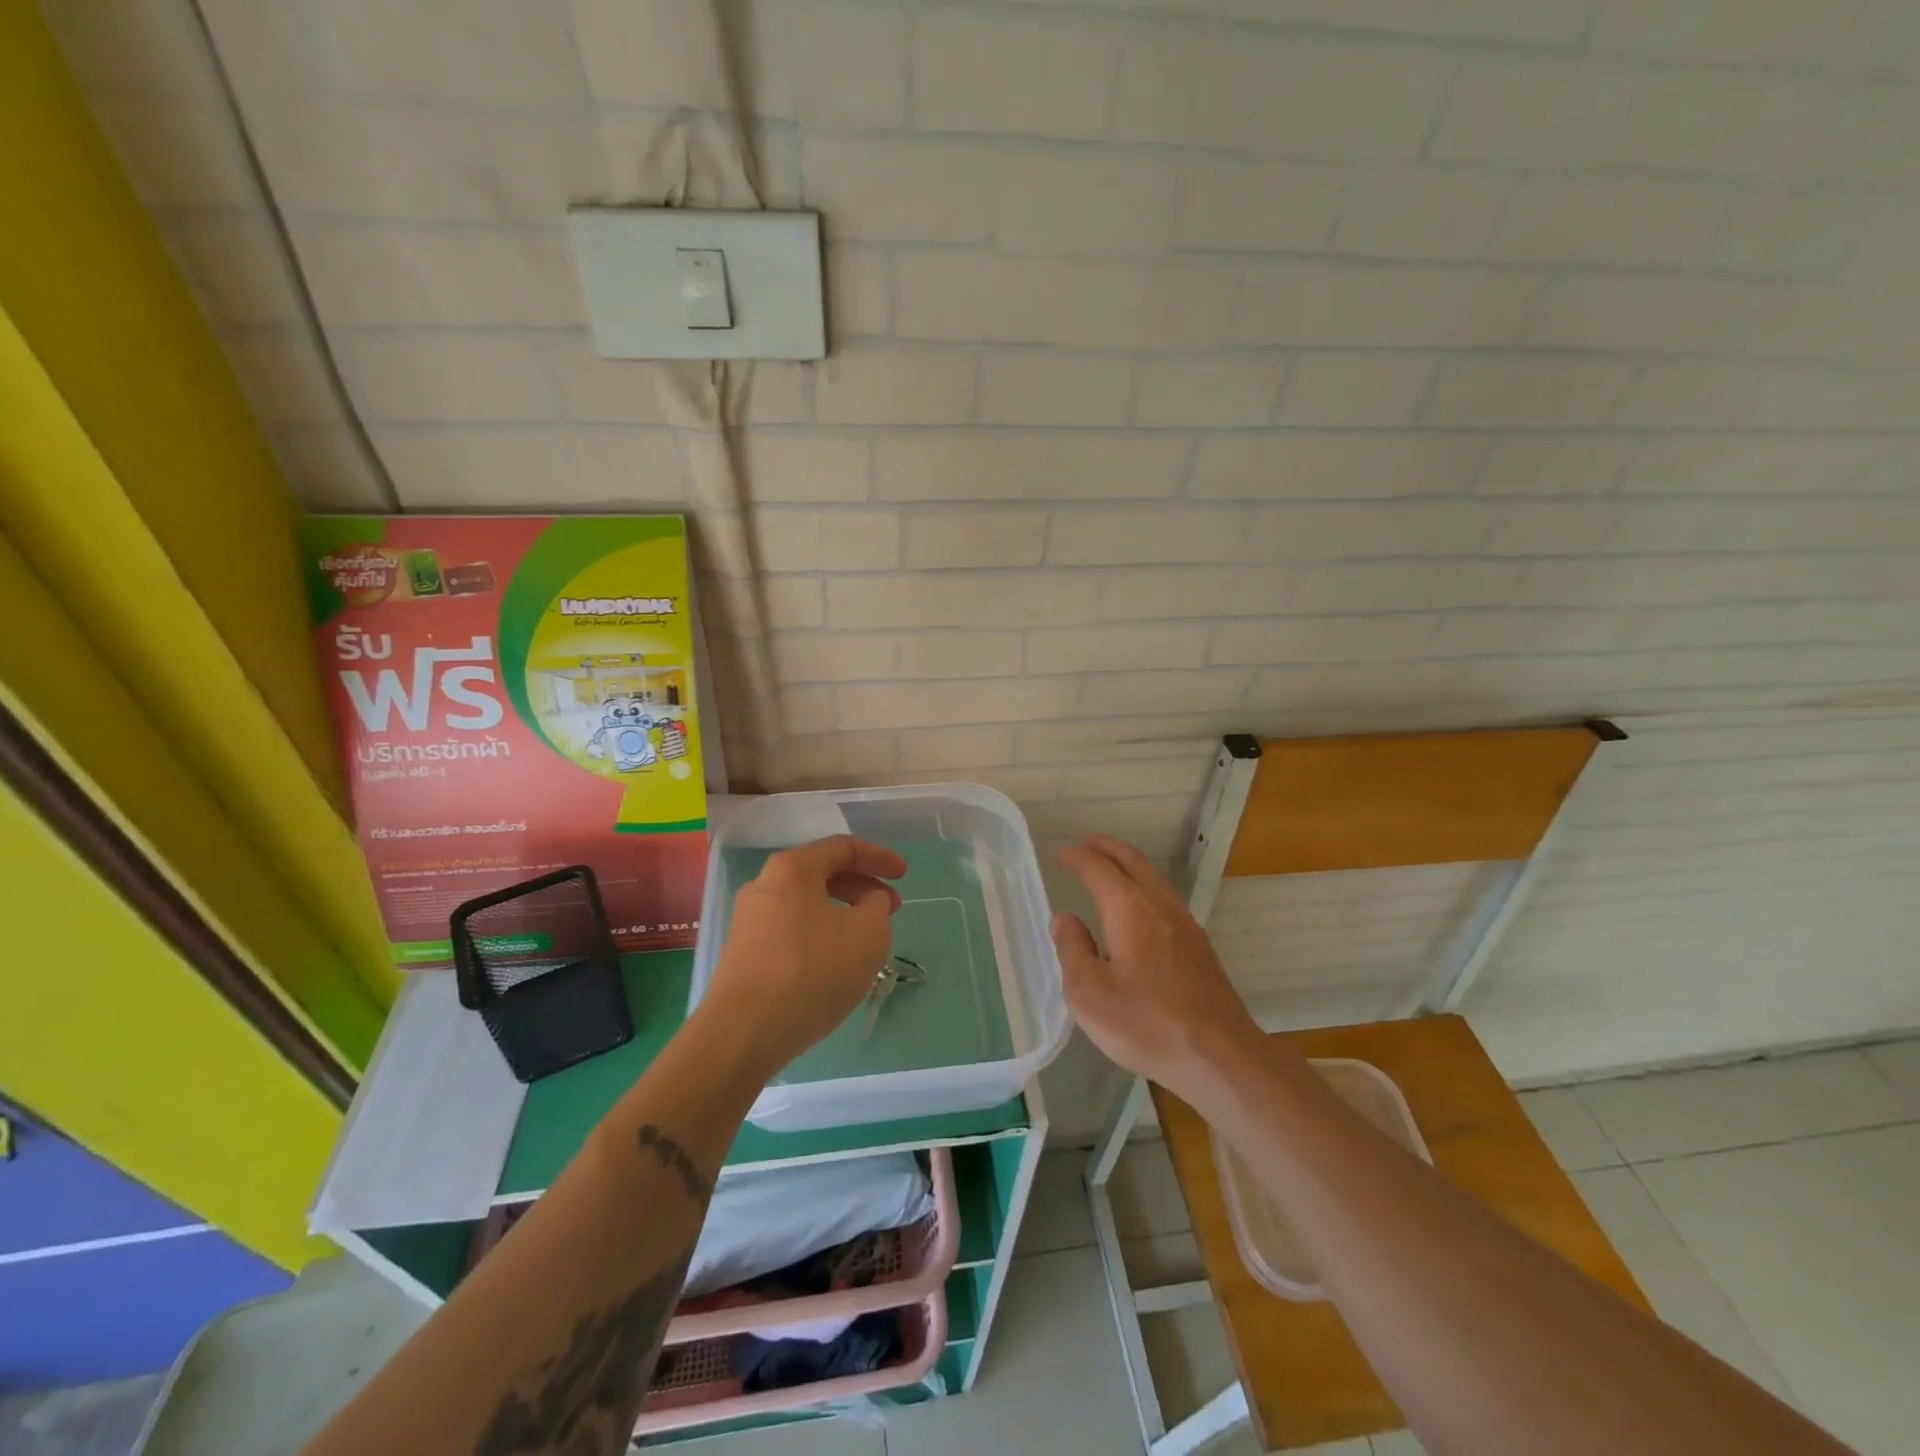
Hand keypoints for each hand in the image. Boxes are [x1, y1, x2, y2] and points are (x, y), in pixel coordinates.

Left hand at [702, 834, 906, 1075]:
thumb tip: (867, 903)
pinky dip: (820, 935)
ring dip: (842, 914)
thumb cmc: (812, 971)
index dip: (879, 857)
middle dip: (861, 887)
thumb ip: (877, 908)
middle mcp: (764, 885)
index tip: (904, 875)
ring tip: (867, 940)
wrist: (743, 1033)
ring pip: (806, 905)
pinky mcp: (744, 954)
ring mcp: (749, 921)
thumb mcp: (868, 934)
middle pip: (822, 874)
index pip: (843, 848)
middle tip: (890, 909)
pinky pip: (791, 931)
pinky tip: (835, 964)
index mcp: (792, 868)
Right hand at [1052, 833, 1264, 1105]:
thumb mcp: (1090, 994)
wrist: (1220, 1056)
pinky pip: (1165, 897)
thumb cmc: (1146, 1024)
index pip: (1099, 870)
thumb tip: (1065, 919)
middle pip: (1133, 862)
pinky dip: (1145, 885)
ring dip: (1129, 864)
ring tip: (1111, 866)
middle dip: (1108, 848)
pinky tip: (1141, 906)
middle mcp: (1159, 905)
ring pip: (1154, 878)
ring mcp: (1185, 923)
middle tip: (1088, 843)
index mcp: (1129, 909)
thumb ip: (1073, 950)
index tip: (1062, 854)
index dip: (1078, 859)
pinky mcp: (1199, 945)